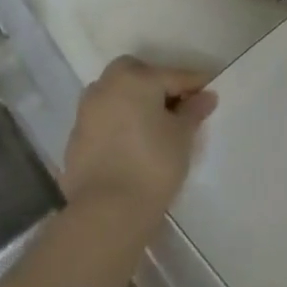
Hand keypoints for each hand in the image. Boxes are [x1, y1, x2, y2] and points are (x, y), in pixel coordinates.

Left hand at [61, 57, 215, 223]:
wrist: (106, 212)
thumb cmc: (152, 165)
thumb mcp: (182, 136)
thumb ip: (193, 111)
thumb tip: (205, 96)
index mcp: (135, 78)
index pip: (173, 75)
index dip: (195, 84)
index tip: (210, 92)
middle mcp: (106, 86)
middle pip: (137, 75)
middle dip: (157, 84)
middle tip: (177, 106)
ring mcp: (87, 111)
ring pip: (116, 95)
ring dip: (134, 102)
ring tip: (154, 126)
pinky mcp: (76, 137)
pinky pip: (105, 119)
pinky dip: (119, 123)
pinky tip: (133, 143)